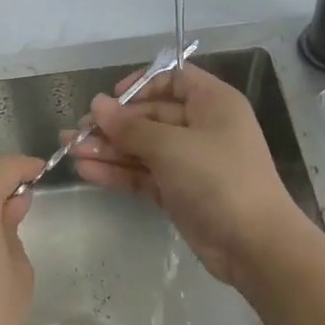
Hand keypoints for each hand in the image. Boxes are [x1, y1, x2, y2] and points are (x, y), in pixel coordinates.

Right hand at [71, 60, 309, 286]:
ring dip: (108, 148)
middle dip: (112, 124)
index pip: (174, 78)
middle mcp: (200, 127)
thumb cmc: (218, 178)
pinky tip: (85, 171)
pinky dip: (117, 172)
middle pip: (149, 116)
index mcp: (212, 103)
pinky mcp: (178, 191)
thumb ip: (130, 126)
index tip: (111, 98)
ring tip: (69, 150)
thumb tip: (97, 104)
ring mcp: (189, 161)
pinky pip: (142, 174)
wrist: (255, 246)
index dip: (141, 84)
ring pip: (142, 147)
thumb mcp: (171, 146)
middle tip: (75, 132)